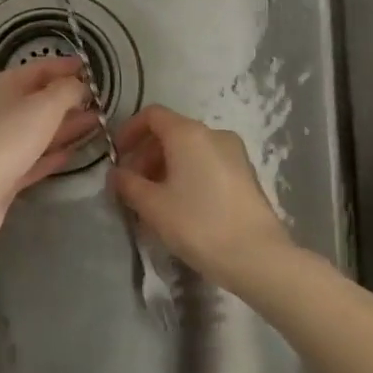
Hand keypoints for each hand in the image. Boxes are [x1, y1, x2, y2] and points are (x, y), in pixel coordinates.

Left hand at [0, 57, 95, 263]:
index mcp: (1, 86)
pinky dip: (53, 154)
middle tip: (100, 100)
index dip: (64, 66)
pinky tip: (74, 153)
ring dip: (66, 126)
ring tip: (98, 123)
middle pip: (38, 100)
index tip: (90, 67)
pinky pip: (34, 158)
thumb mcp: (44, 106)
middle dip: (68, 99)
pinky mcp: (3, 175)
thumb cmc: (7, 139)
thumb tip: (79, 85)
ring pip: (38, 130)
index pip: (38, 69)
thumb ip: (67, 91)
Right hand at [110, 106, 292, 286]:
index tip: (116, 156)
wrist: (257, 256)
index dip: (129, 131)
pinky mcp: (246, 174)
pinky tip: (180, 206)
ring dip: (166, 167)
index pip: (152, 115)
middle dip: (146, 154)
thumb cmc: (198, 223)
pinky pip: (207, 163)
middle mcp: (213, 134)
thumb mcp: (153, 205)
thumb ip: (128, 184)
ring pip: (190, 150)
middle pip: (171, 132)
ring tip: (154, 200)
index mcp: (188, 133)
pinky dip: (188, 174)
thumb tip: (115, 174)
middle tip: (132, 185)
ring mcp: (234, 153)